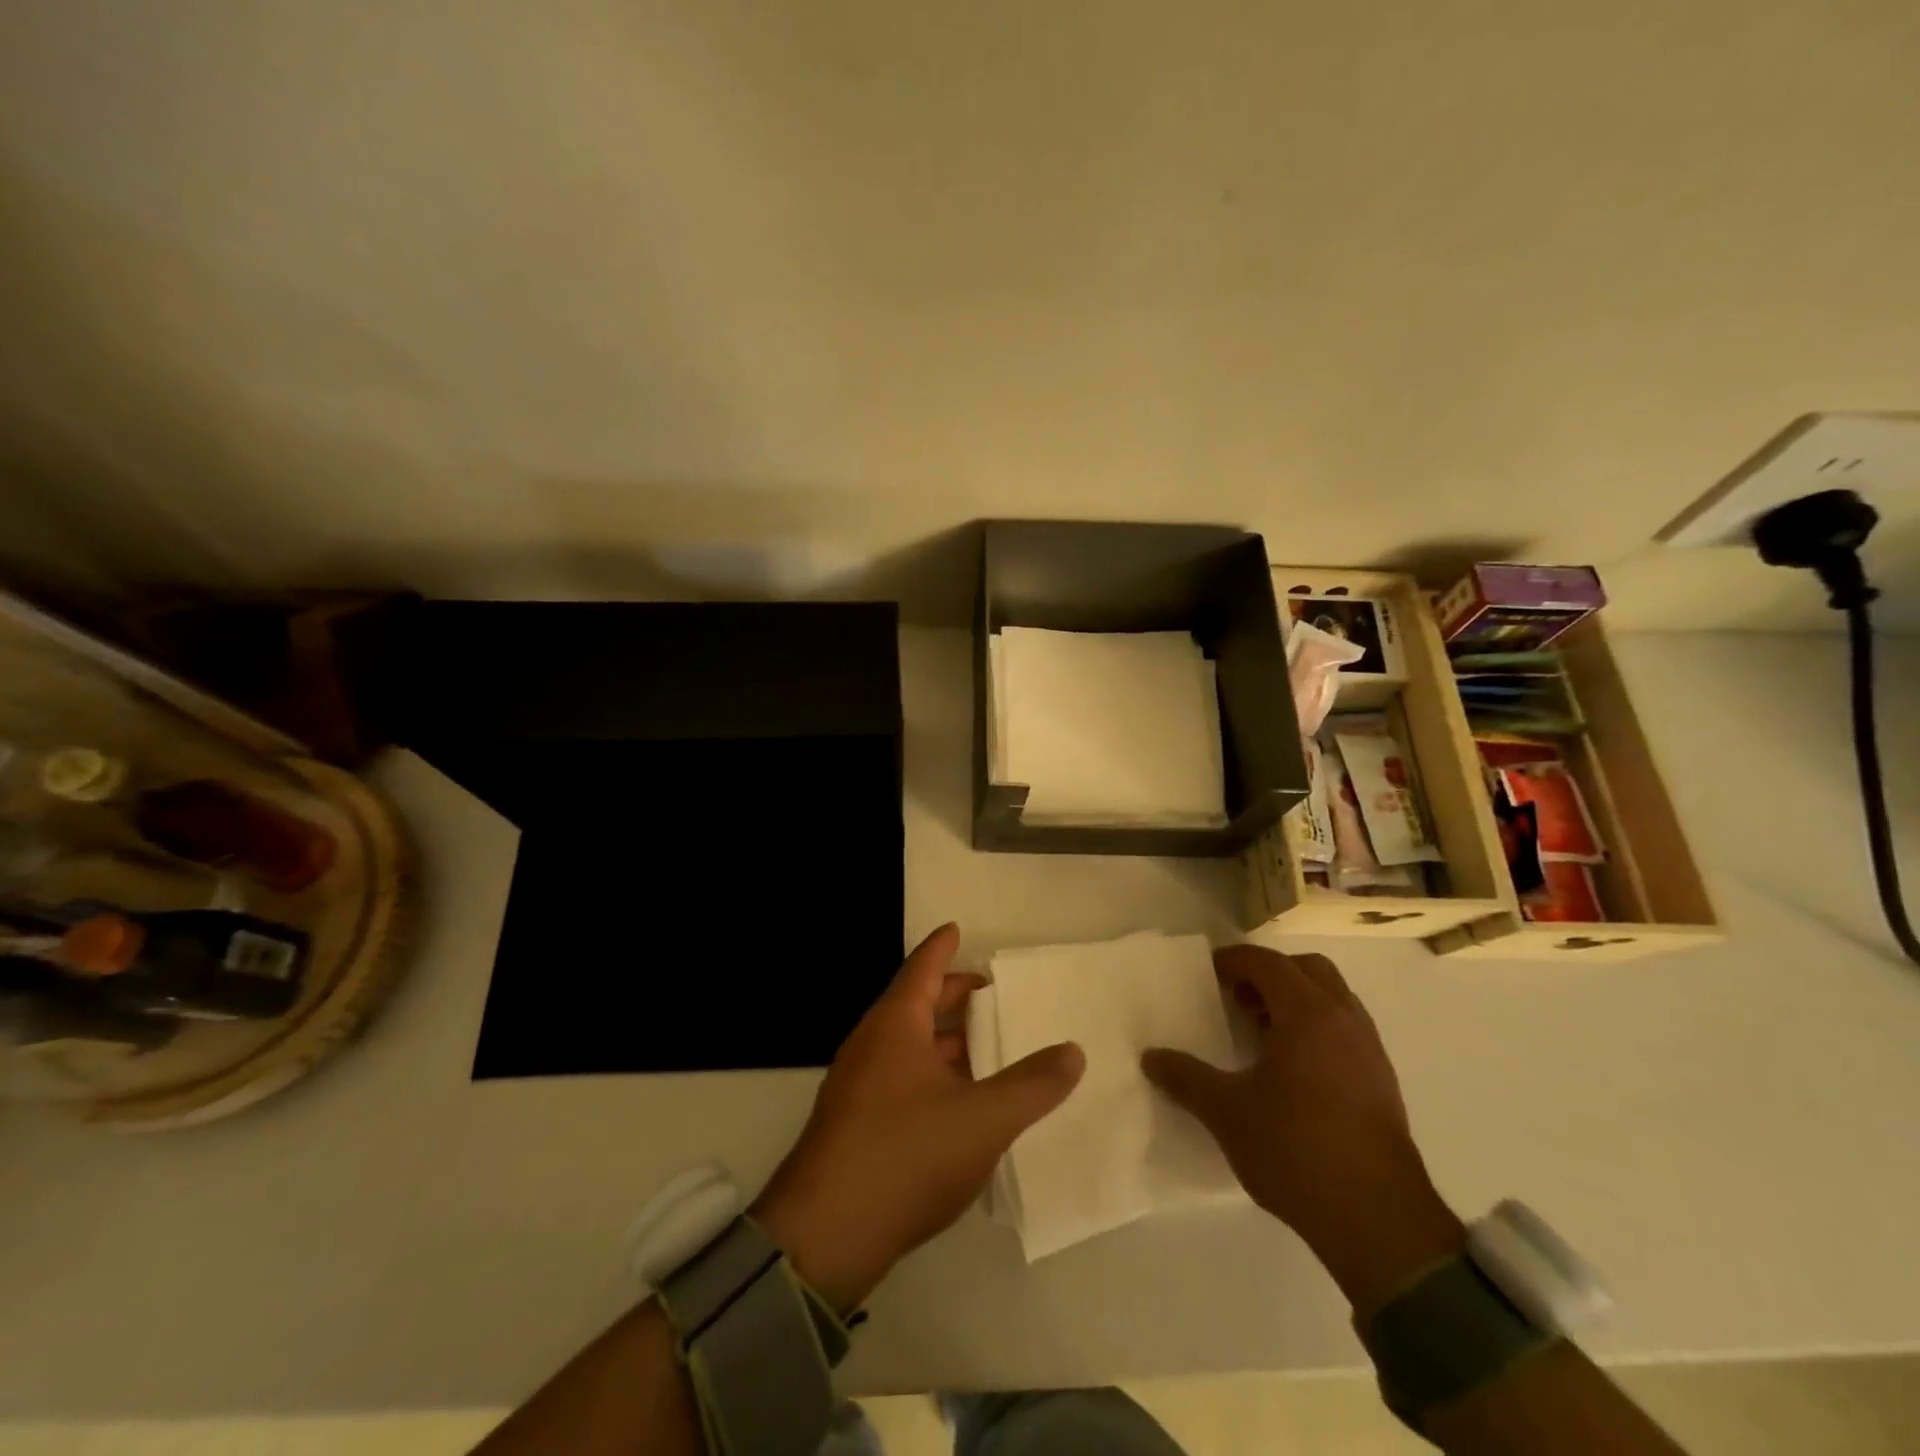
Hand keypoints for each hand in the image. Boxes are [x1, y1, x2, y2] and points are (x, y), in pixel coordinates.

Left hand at [753, 924, 1084, 1310]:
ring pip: (908, 1046)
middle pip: (916, 1004)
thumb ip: (1032, 1084)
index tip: (956, 929)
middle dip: (952, 996)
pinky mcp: (854, 1124)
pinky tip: (958, 1105)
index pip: (922, 968)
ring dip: (945, 1043)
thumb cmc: (907, 1154)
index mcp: (896, 1025)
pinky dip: (932, 1075)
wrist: (826, 1235)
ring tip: (986, 1051)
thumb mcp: (983, 1119)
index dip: (942, 947)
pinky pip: (900, 1079)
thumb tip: (1073, 1051)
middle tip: (989, 995)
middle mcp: (871, 1044)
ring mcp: (857, 1085)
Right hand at [1142, 945, 1463, 1316]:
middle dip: (1271, 973)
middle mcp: (1344, 1020)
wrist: (1379, 1221)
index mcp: (1307, 1015)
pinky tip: (1292, 1068)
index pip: (1268, 963)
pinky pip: (1346, 1030)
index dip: (1234, 961)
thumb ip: (1186, 1078)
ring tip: (1261, 1031)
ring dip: (1297, 1000)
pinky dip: (1317, 1028)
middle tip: (1237, 997)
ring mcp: (1370, 1051)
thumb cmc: (1296, 1150)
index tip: (1207, 973)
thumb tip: (1151, 1057)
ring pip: (1333, 999)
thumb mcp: (1226, 1113)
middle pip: (1308, 969)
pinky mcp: (1382, 1082)